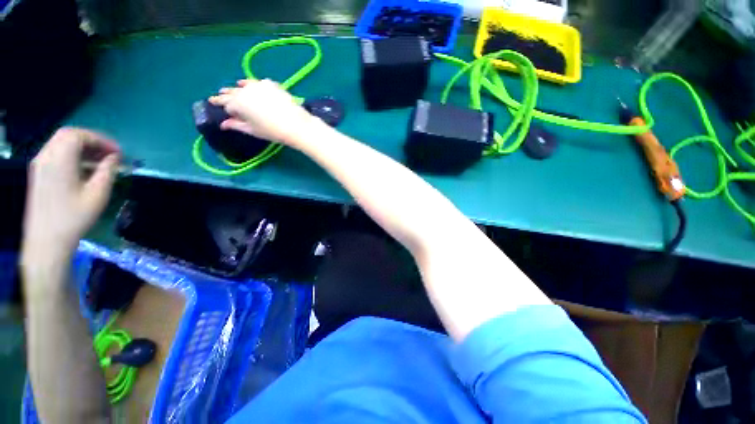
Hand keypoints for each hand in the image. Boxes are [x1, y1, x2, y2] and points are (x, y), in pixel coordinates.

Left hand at [21, 128, 120, 266]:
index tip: (117, 152)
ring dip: (81, 147)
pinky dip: (71, 154)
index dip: (100, 140)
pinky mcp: (38, 172)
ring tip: (98, 160)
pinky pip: (55, 153)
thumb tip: (114, 158)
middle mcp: (46, 156)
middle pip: (68, 135)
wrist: (47, 239)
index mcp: (59, 159)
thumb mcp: (98, 194)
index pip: (79, 135)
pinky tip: (82, 167)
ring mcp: (39, 164)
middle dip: (91, 140)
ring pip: (60, 143)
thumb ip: (107, 171)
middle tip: (109, 153)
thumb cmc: (74, 217)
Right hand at [209, 79, 320, 147]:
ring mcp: (259, 85)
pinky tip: (254, 86)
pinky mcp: (272, 84)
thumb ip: (236, 125)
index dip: (220, 105)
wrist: (296, 125)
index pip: (225, 103)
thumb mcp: (253, 130)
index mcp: (237, 103)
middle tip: (220, 94)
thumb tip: (223, 124)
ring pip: (245, 85)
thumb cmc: (272, 131)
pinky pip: (259, 83)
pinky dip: (254, 85)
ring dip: (239, 87)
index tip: (213, 102)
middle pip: (233, 92)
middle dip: (226, 94)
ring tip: (236, 88)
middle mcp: (245, 90)